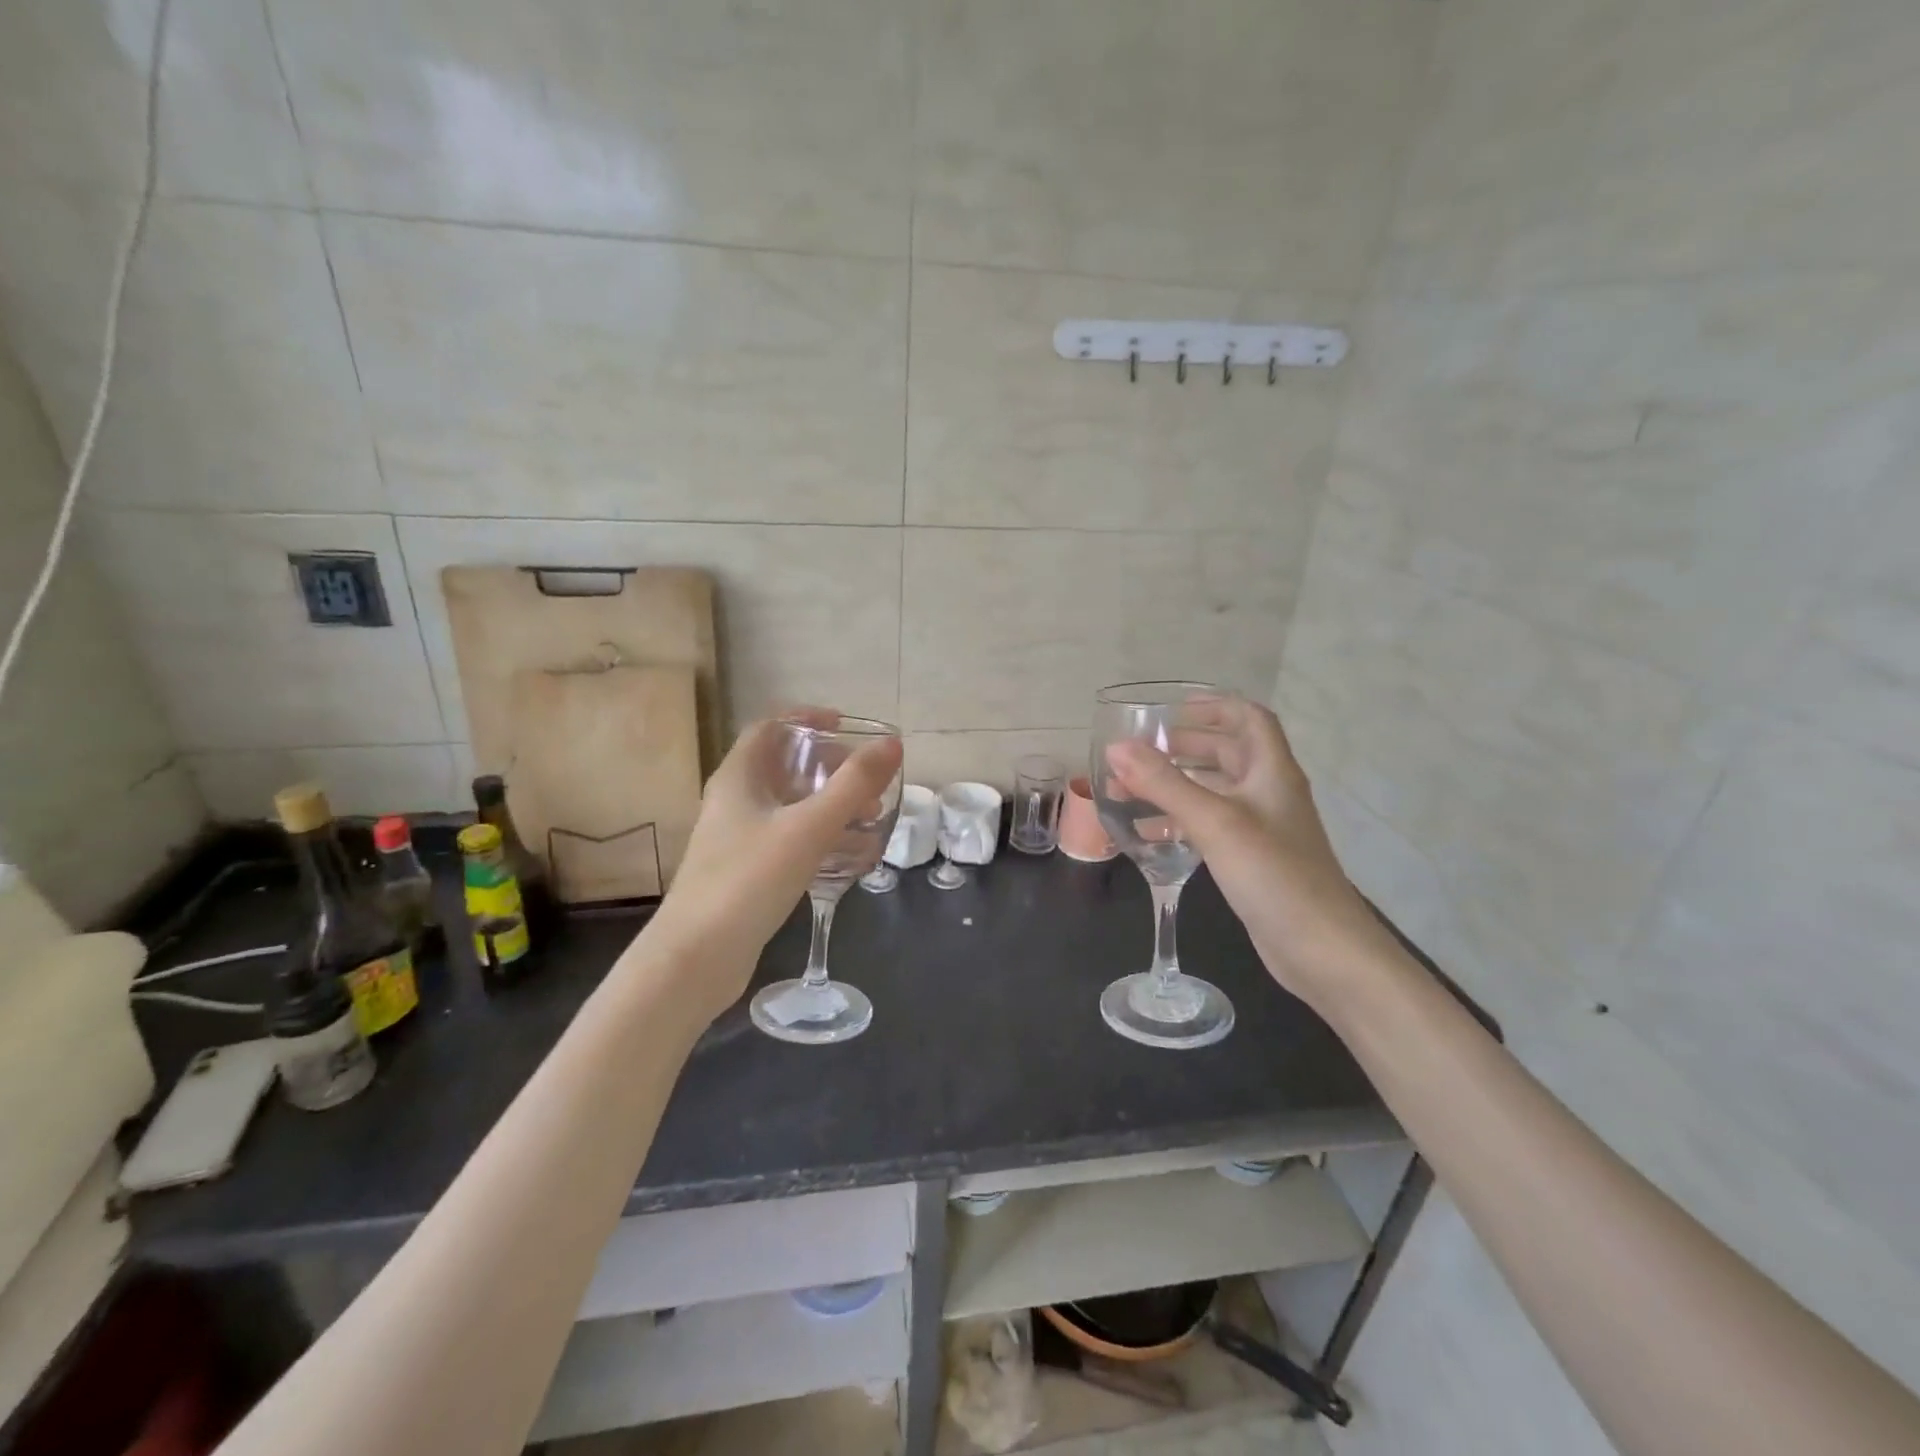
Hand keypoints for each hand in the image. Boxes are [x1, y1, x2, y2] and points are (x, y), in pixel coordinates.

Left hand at [640, 711, 902, 1024]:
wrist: (696, 958)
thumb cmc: (749, 880)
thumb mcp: (808, 828)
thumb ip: (853, 785)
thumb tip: (892, 744)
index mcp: (738, 777)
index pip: (770, 726)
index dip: (806, 719)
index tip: (846, 726)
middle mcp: (733, 800)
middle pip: (783, 766)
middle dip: (828, 767)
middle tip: (866, 780)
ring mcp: (736, 838)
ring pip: (788, 805)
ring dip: (828, 804)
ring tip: (868, 817)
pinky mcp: (744, 872)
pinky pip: (787, 839)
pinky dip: (818, 836)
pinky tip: (847, 856)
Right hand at [1105, 697, 1387, 1010]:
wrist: (1321, 949)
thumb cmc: (1272, 873)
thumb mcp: (1213, 821)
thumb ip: (1164, 783)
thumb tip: (1117, 748)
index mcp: (1271, 772)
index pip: (1249, 719)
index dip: (1214, 706)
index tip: (1173, 709)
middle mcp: (1268, 793)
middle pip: (1228, 753)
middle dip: (1184, 746)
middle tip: (1141, 750)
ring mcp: (1262, 829)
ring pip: (1214, 792)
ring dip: (1176, 785)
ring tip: (1130, 788)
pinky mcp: (1252, 860)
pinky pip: (1210, 827)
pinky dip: (1179, 822)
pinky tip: (1147, 834)